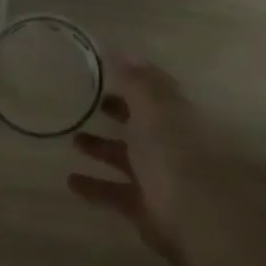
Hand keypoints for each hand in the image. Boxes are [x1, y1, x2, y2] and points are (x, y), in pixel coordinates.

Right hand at [66, 56, 213, 253]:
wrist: (195, 216)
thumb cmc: (172, 152)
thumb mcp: (153, 108)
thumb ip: (135, 81)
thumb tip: (121, 49)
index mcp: (174, 115)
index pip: (154, 91)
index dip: (133, 79)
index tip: (106, 71)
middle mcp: (168, 143)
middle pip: (140, 123)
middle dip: (118, 112)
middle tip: (91, 103)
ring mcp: (158, 177)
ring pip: (125, 158)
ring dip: (101, 148)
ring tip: (73, 140)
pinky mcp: (144, 207)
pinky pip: (114, 193)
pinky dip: (94, 187)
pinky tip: (71, 182)